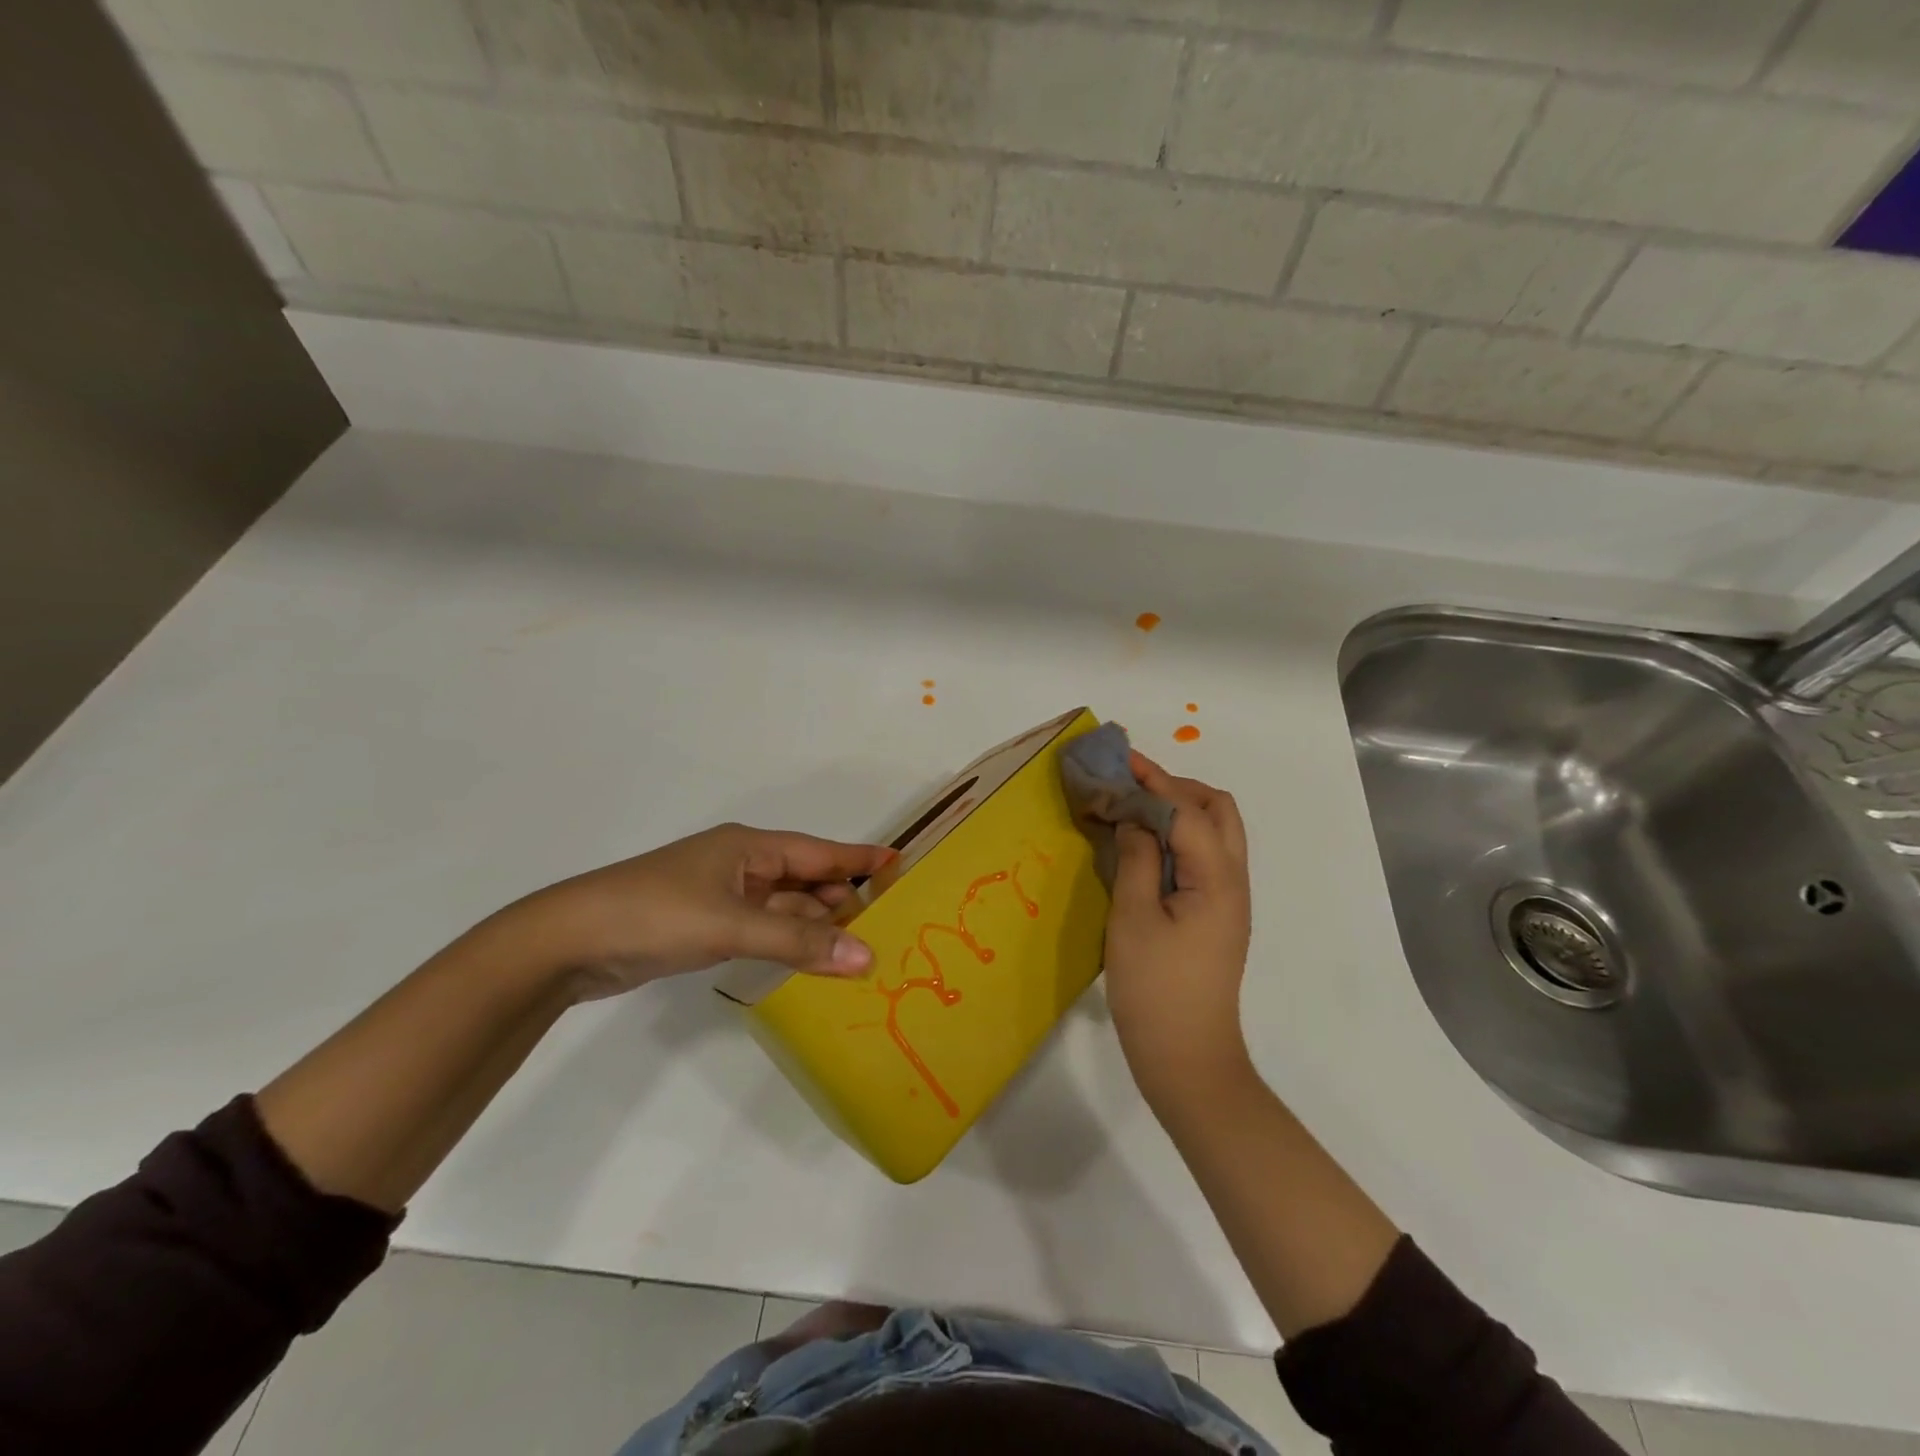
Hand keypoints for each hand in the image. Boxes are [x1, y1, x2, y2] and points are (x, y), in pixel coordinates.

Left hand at [514, 823, 893, 999]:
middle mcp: (742, 866)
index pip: (820, 851)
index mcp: (750, 848)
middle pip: (806, 880)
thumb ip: (799, 944)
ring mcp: (723, 897)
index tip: (902, 865)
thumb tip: (866, 958)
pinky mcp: (706, 926)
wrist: (568, 942)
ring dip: (816, 927)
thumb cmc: (657, 915)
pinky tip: (810, 962)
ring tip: (859, 951)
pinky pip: (764, 929)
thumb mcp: (733, 926)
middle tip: (888, 927)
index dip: (860, 860)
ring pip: (785, 908)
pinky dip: (788, 942)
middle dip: (843, 901)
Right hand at [1104, 755, 1252, 1109]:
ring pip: (1215, 832)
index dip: (1153, 780)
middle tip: (1130, 784)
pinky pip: (1204, 856)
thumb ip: (1136, 858)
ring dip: (1179, 809)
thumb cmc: (1155, 989)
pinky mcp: (1216, 916)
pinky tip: (1145, 845)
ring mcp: (1229, 899)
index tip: (1119, 761)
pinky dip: (1178, 836)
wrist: (1187, 1058)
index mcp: (1217, 877)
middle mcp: (1233, 880)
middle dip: (1176, 786)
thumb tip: (1135, 818)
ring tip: (1134, 808)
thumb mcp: (1133, 918)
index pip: (1187, 808)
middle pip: (1217, 810)